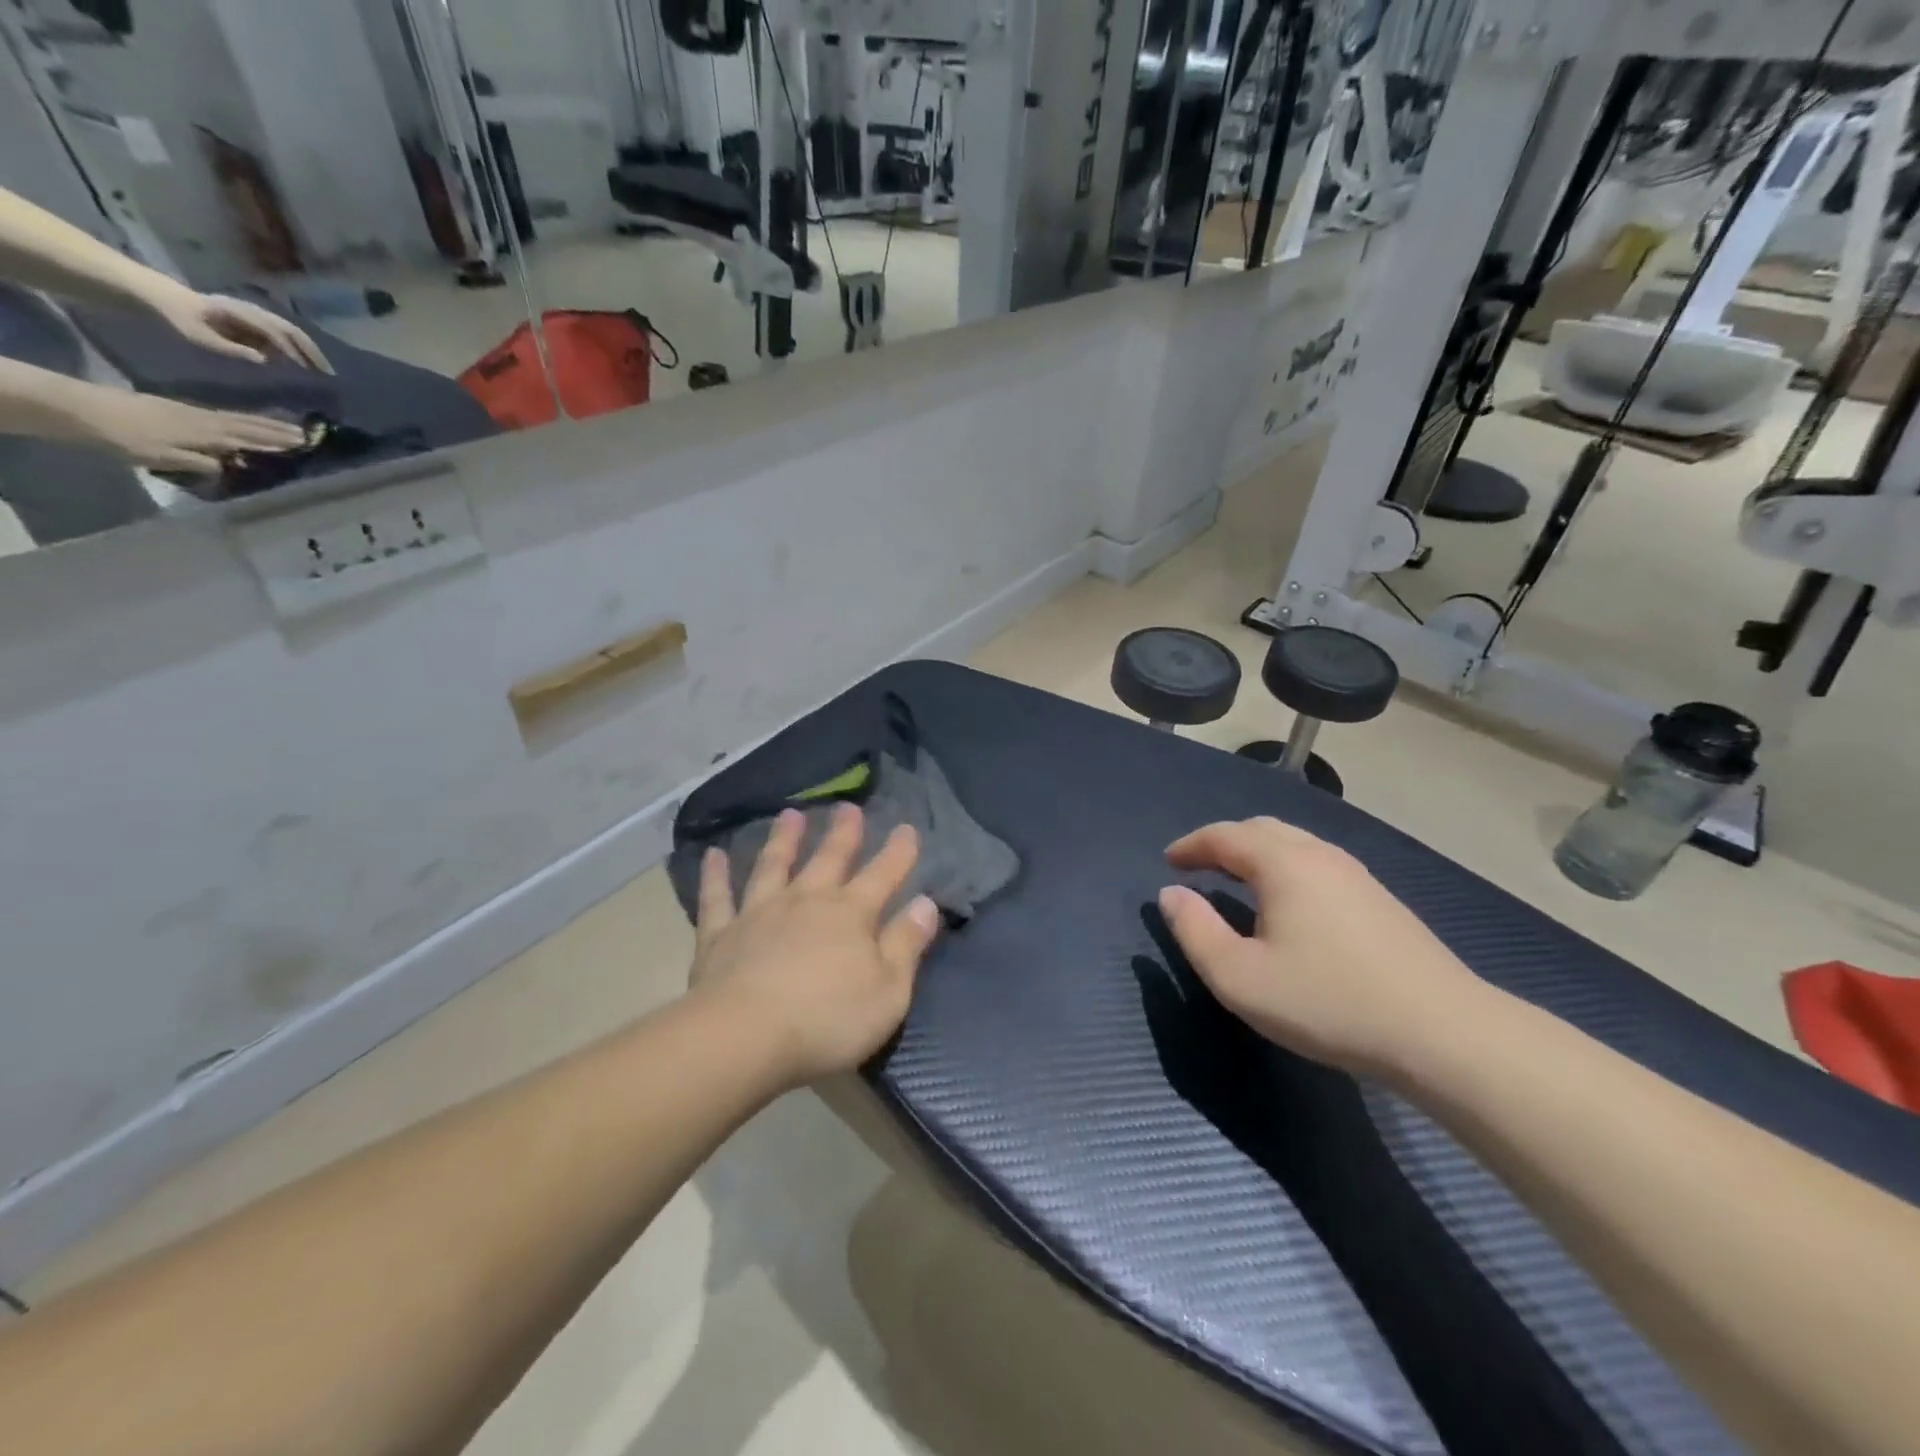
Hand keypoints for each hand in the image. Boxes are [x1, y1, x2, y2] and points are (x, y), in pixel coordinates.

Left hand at [74, 388, 307, 473]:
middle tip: (305, 433)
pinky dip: (241, 420)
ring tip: (286, 427)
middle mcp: (203, 421)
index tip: (303, 443)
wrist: (82, 411)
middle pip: (246, 425)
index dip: (276, 441)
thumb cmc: (123, 438)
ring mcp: (190, 414)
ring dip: (263, 424)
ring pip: (236, 419)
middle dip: (276, 430)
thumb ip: (199, 461)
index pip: (249, 438)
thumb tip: (230, 466)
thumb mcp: (163, 456)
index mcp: (204, 433)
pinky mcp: (179, 412)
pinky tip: (245, 423)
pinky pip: (221, 417)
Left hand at [140, 283, 331, 372]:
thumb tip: (264, 360)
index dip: (292, 352)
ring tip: (322, 370)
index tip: (306, 372)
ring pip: (291, 332)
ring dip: (309, 351)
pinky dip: (298, 349)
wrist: (163, 297)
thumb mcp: (199, 336)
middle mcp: (253, 311)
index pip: (274, 332)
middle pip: (291, 331)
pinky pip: (283, 335)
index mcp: (241, 313)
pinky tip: (304, 363)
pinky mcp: (254, 322)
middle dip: (312, 352)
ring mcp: (255, 315)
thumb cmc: (180, 318)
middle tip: (329, 374)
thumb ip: (230, 348)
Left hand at [691, 804, 941, 1086]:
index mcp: (850, 914)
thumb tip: (926, 903)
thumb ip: (907, 944)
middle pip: (828, 859)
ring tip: (790, 814)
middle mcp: (806, 901)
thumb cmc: (828, 1020)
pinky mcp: (720, 934)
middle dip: (843, 833)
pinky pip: (717, 897)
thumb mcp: (889, 991)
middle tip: (848, 807)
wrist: (745, 1037)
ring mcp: (759, 913)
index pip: (883, 874)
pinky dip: (715, 875)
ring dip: (783, 839)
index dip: (899, 852)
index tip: (908, 827)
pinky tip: (713, 855)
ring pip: (773, 866)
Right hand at [1158, 817, 1489, 1077]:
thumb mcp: (1239, 977)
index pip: (1225, 836)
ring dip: (1256, 854)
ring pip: (1294, 844)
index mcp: (1283, 863)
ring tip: (1236, 882)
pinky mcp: (1380, 900)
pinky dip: (1285, 868)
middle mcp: (1319, 855)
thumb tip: (1171, 895)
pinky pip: (1317, 864)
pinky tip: (1288, 904)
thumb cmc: (1327, 1001)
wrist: (1443, 1033)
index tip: (1168, 862)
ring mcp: (1357, 875)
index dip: (1191, 845)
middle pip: (1261, 829)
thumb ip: (1194, 931)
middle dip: (1223, 842)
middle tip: (1199, 867)